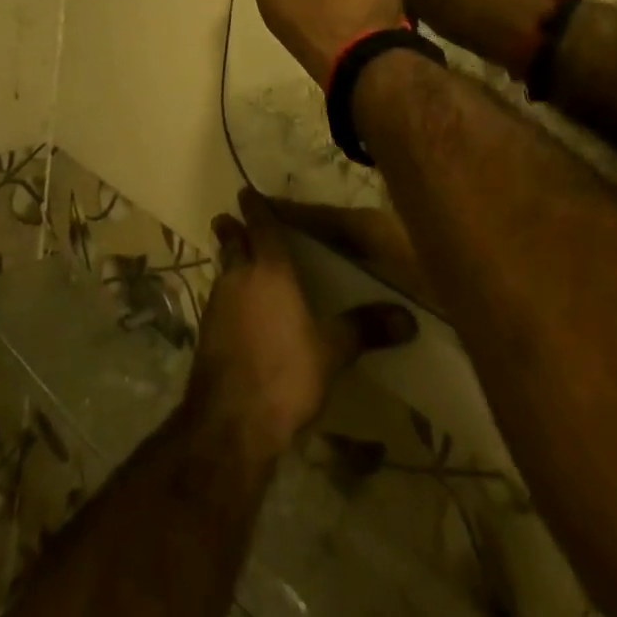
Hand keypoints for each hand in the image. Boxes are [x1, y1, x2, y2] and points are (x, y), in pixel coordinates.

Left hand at [190, 190, 417, 461]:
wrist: (230, 424)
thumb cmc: (285, 373)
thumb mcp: (332, 352)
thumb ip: (365, 329)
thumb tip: (408, 318)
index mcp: (269, 270)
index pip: (261, 226)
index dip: (255, 208)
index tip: (247, 192)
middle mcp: (239, 278)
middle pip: (233, 244)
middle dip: (232, 230)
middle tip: (229, 219)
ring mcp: (217, 306)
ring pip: (223, 271)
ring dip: (229, 262)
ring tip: (238, 261)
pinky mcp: (207, 335)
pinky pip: (219, 300)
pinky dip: (228, 294)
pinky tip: (238, 310)